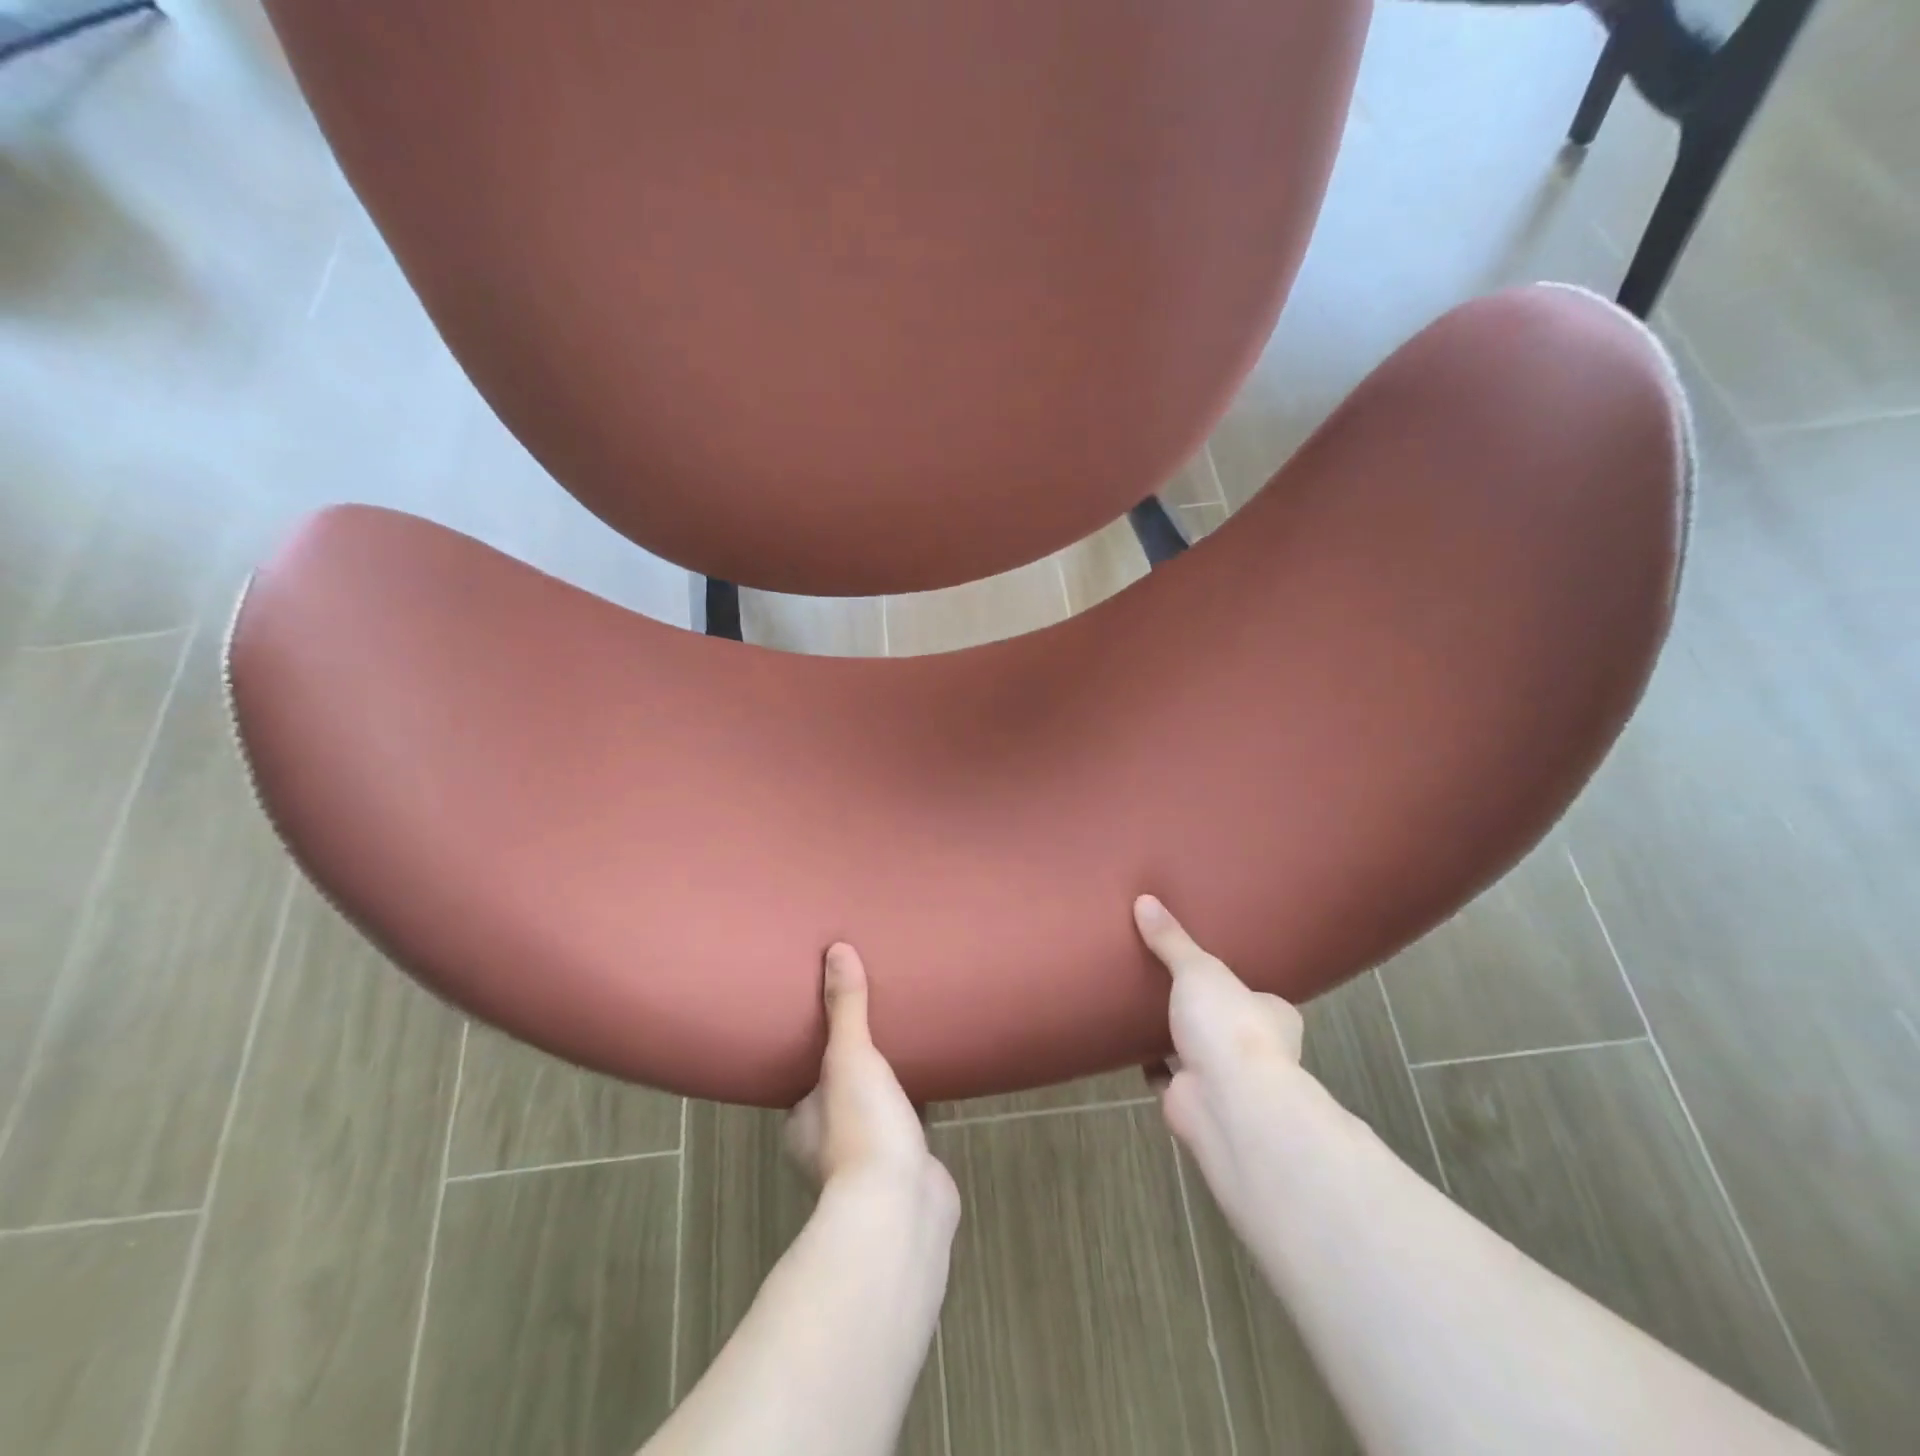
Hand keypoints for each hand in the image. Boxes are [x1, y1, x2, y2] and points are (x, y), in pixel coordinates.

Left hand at [785, 944, 954, 1207]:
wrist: (900, 1209)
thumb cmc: (860, 1128)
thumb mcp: (848, 1056)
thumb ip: (845, 1006)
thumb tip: (836, 949)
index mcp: (804, 1121)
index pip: (805, 1081)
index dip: (818, 1056)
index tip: (836, 1028)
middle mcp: (828, 1146)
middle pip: (841, 1097)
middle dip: (857, 1073)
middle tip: (879, 1031)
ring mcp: (868, 1166)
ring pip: (876, 1116)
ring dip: (887, 1095)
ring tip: (908, 1053)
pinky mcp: (906, 1174)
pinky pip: (909, 1132)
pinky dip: (917, 1114)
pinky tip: (936, 1092)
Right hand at [1135, 895, 1310, 1211]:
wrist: (1227, 1104)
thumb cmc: (1229, 1027)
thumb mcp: (1199, 969)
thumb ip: (1171, 940)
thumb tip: (1144, 900)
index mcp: (1272, 1015)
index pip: (1258, 995)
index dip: (1236, 984)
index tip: (1209, 968)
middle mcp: (1255, 1050)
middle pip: (1225, 1024)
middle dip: (1202, 1011)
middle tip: (1168, 982)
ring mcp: (1224, 1079)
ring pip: (1196, 1051)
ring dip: (1175, 1037)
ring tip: (1143, 1006)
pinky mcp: (1192, 1100)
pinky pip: (1167, 1075)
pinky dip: (1151, 1063)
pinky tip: (1129, 1043)